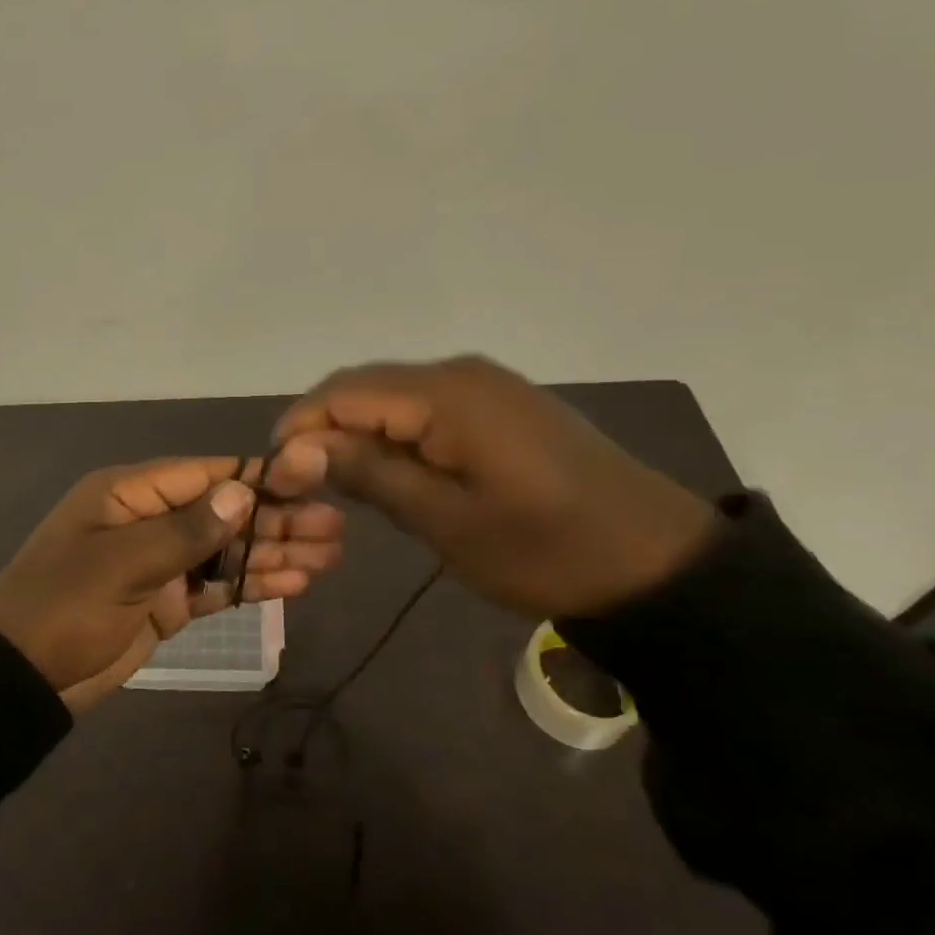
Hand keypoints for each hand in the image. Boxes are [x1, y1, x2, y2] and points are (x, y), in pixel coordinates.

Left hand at [0, 447, 342, 713]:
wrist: (20, 680)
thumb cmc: (64, 607)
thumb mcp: (122, 564)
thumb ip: (186, 530)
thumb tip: (242, 491)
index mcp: (132, 493)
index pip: (206, 474)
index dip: (259, 478)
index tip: (312, 483)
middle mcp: (151, 519)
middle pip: (225, 513)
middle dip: (278, 520)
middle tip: (335, 530)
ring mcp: (161, 562)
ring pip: (228, 550)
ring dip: (275, 553)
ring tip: (330, 557)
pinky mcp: (167, 602)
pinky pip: (217, 586)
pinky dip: (253, 585)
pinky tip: (295, 584)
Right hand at [274, 356, 717, 618]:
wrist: (658, 562)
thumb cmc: (545, 549)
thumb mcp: (446, 521)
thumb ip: (369, 473)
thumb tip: (297, 449)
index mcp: (445, 395)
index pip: (343, 392)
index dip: (300, 428)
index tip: (276, 474)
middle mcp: (460, 372)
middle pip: (365, 386)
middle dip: (325, 428)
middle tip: (304, 484)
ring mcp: (485, 384)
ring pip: (394, 395)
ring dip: (360, 431)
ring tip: (343, 483)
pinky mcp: (502, 403)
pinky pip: (428, 405)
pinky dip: (397, 432)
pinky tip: (395, 470)